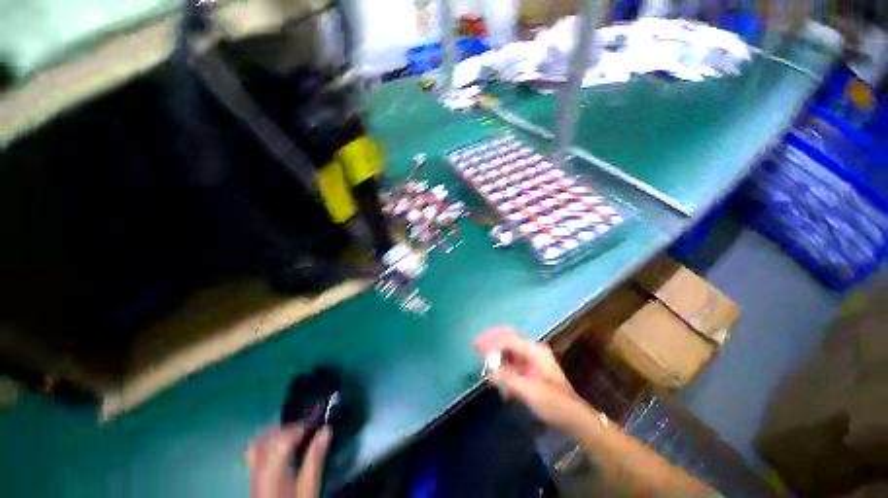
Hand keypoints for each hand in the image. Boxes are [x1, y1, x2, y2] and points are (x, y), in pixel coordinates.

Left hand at [247, 425, 331, 497]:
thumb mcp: (309, 487)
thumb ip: (315, 459)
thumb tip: (326, 430)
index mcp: (272, 472)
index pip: (283, 439)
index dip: (300, 427)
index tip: (316, 424)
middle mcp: (258, 469)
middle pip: (269, 438)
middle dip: (290, 428)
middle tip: (308, 427)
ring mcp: (253, 473)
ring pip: (259, 442)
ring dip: (278, 433)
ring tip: (295, 434)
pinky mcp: (253, 477)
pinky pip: (256, 451)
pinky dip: (269, 441)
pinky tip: (281, 445)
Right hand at [474, 327, 592, 430]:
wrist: (573, 418)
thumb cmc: (554, 404)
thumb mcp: (530, 392)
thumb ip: (507, 379)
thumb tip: (488, 371)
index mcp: (534, 351)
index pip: (508, 340)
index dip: (491, 342)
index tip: (476, 345)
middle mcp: (532, 350)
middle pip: (507, 338)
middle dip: (491, 339)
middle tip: (475, 343)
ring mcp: (531, 359)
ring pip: (508, 349)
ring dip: (495, 352)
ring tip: (481, 354)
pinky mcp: (529, 370)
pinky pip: (511, 361)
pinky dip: (500, 363)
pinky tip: (493, 371)